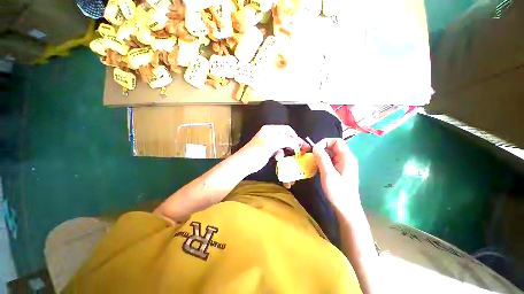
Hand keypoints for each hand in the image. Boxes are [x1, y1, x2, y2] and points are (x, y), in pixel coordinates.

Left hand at [240, 125, 309, 173]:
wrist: (245, 162)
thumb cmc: (257, 150)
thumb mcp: (273, 143)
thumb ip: (287, 141)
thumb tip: (299, 142)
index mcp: (270, 129)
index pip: (286, 129)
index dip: (294, 136)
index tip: (300, 144)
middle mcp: (271, 135)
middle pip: (286, 137)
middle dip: (291, 144)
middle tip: (298, 151)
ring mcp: (270, 143)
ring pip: (283, 145)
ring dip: (285, 150)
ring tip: (282, 155)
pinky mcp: (269, 151)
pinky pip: (279, 151)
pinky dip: (280, 154)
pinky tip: (277, 158)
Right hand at [312, 138, 359, 211]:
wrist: (346, 209)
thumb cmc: (338, 192)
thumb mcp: (328, 174)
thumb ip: (322, 159)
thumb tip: (315, 147)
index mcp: (346, 158)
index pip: (336, 141)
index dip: (324, 142)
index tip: (315, 150)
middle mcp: (347, 159)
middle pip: (333, 146)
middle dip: (322, 149)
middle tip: (313, 157)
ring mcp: (344, 165)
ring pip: (331, 154)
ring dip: (321, 156)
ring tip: (314, 163)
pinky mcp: (341, 171)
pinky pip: (331, 161)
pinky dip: (323, 162)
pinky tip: (318, 169)